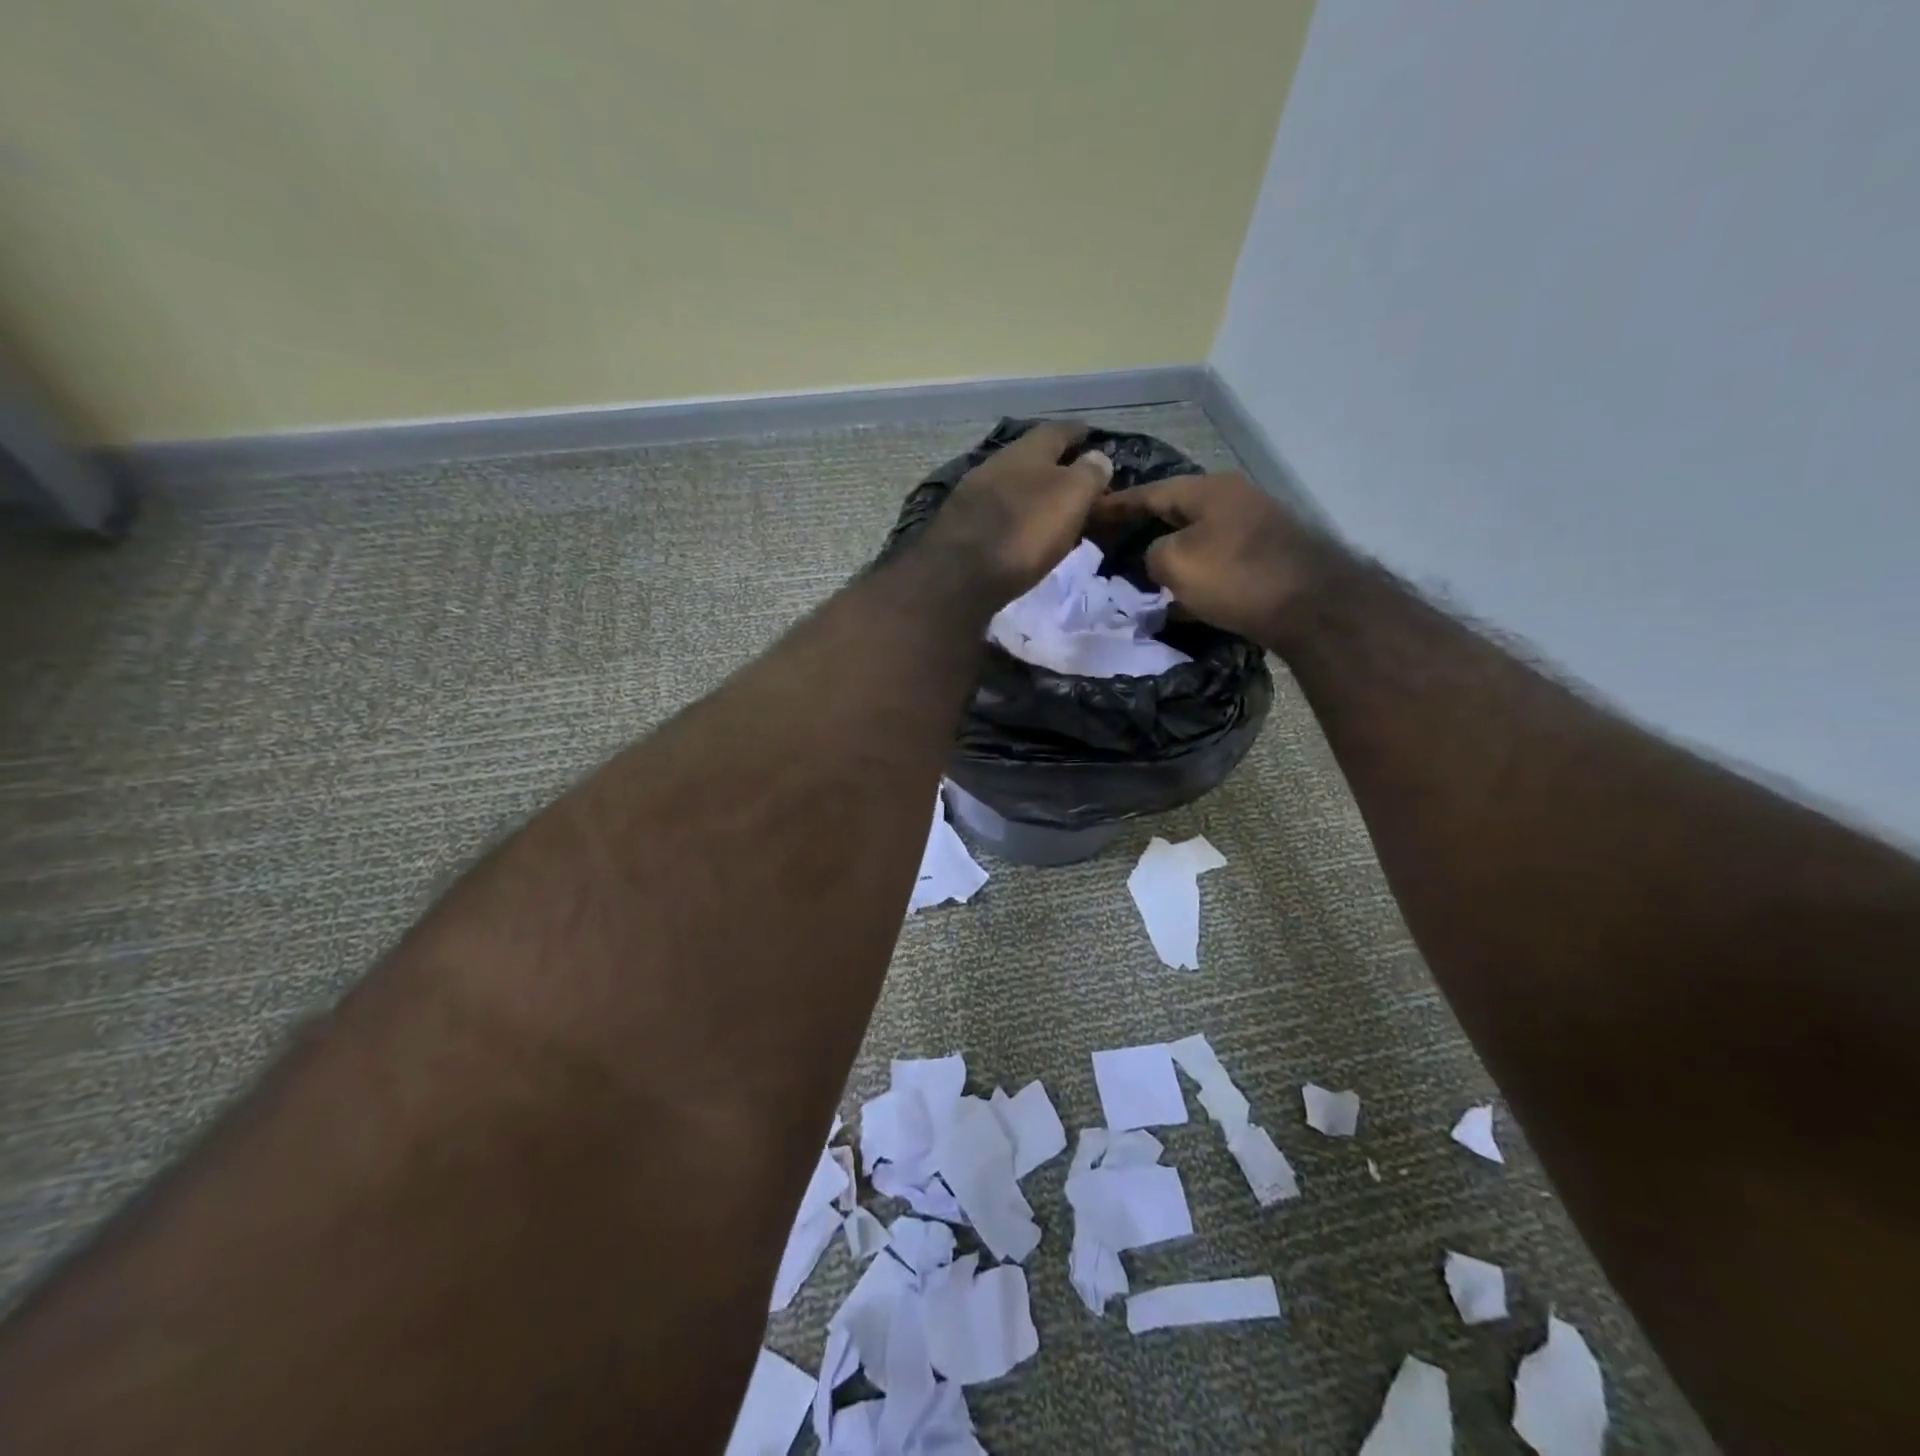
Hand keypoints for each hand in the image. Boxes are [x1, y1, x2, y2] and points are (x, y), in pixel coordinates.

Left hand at [924, 422, 1114, 604]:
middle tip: (1073, 478)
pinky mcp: (958, 527)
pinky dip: (1012, 516)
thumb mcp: (1070, 497)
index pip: (1058, 430)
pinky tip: (1019, 531)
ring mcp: (971, 495)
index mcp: (1026, 451)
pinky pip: (994, 513)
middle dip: (1052, 464)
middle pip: (1029, 457)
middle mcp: (995, 464)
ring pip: (1009, 484)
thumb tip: (1098, 458)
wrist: (959, 575)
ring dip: (1029, 492)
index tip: (1091, 436)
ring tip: (1049, 508)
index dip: (1077, 432)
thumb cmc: (1024, 531)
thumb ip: (1088, 474)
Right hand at [1091, 472, 1352, 649]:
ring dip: (1170, 555)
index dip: (1117, 503)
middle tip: (1113, 541)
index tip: (1090, 510)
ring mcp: (1254, 528)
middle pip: (1176, 511)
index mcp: (1208, 490)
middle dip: (1144, 527)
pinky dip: (1194, 577)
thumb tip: (1159, 556)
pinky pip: (1216, 563)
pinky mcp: (1266, 558)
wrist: (1310, 606)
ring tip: (1139, 573)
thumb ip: (1152, 553)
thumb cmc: (1235, 576)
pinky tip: (1178, 600)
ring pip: (1197, 539)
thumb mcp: (1175, 563)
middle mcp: (1233, 500)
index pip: (1151, 491)